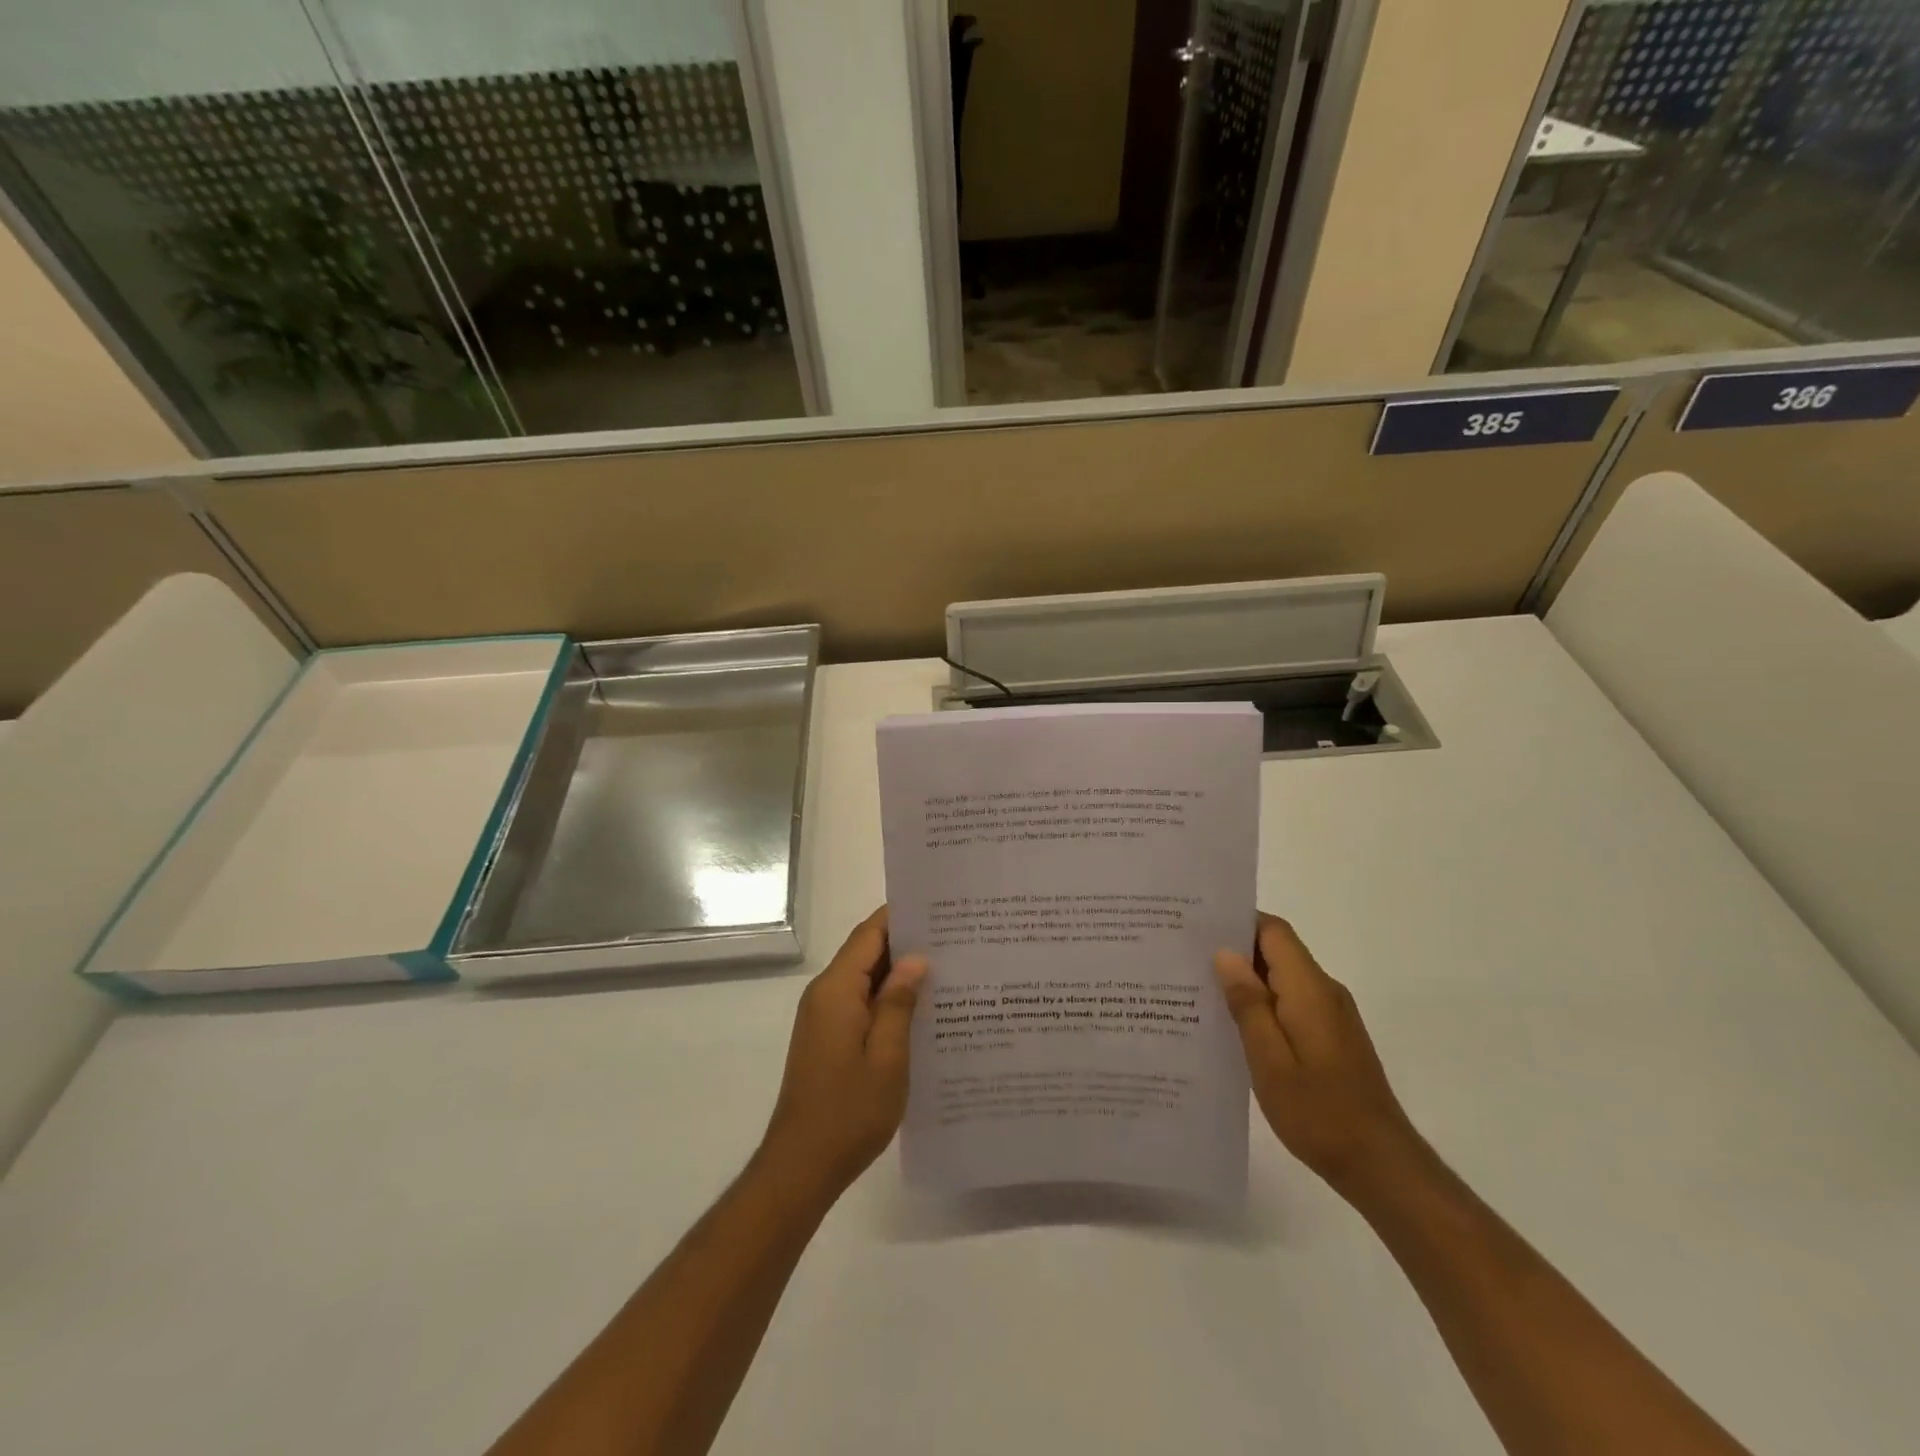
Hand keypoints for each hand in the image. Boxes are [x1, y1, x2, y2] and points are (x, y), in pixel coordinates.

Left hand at [756, 907, 926, 1205]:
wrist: (801, 1166)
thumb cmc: (849, 1112)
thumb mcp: (887, 1057)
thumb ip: (899, 1003)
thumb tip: (915, 959)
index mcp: (836, 991)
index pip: (869, 934)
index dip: (900, 917)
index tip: (938, 909)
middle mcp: (825, 995)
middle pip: (866, 952)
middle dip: (906, 943)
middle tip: (954, 938)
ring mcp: (824, 1017)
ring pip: (865, 978)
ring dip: (899, 973)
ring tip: (947, 968)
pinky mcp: (828, 1038)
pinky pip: (860, 1002)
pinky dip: (887, 998)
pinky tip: (921, 1009)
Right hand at [1214, 913, 1421, 1195]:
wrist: (1381, 1166)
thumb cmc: (1320, 1114)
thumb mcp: (1270, 1061)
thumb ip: (1248, 1004)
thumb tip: (1225, 954)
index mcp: (1309, 990)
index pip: (1273, 931)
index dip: (1236, 921)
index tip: (1196, 926)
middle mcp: (1324, 991)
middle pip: (1276, 949)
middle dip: (1233, 948)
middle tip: (1185, 956)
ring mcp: (1331, 1014)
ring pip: (1281, 976)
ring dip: (1245, 977)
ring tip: (1198, 987)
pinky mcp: (1331, 1035)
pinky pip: (1290, 1000)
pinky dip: (1261, 1001)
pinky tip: (1231, 1023)